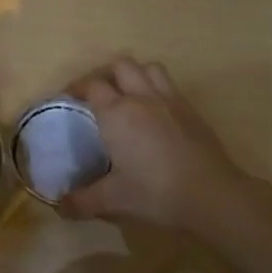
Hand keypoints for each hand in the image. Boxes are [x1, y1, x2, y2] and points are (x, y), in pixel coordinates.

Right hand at [60, 57, 254, 233]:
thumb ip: (82, 201)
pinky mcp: (192, 110)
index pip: (91, 86)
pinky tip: (156, 113)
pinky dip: (157, 89)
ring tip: (128, 95)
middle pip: (120, 66)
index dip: (76, 88)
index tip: (68, 99)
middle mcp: (142, 98)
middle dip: (105, 74)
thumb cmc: (156, 193)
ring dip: (135, 74)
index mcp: (117, 113)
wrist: (212, 194)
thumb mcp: (113, 200)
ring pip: (149, 68)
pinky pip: (170, 85)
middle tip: (97, 95)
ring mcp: (170, 100)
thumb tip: (59, 206)